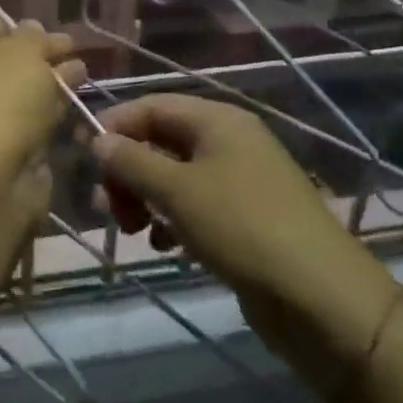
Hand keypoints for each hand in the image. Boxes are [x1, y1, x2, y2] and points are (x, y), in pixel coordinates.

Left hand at [0, 18, 85, 165]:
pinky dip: (51, 119)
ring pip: (23, 97)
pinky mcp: (2, 152)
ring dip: (51, 89)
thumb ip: (37, 38)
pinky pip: (31, 127)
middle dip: (45, 60)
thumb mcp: (24, 52)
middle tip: (80, 58)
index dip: (27, 30)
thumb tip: (38, 31)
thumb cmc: (0, 98)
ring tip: (86, 80)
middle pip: (11, 64)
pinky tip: (76, 112)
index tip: (62, 37)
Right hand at [90, 94, 402, 390]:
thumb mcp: (177, 190)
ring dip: (144, 197)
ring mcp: (239, 181)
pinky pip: (194, 206)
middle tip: (106, 206)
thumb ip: (132, 161)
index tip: (84, 157)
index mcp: (218, 121)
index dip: (115, 126)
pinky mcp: (243, 218)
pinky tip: (162, 245)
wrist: (319, 296)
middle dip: (127, 170)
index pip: (152, 106)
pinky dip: (170, 219)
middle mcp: (229, 142)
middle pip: (160, 141)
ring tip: (130, 229)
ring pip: (174, 177)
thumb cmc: (241, 227)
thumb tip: (98, 139)